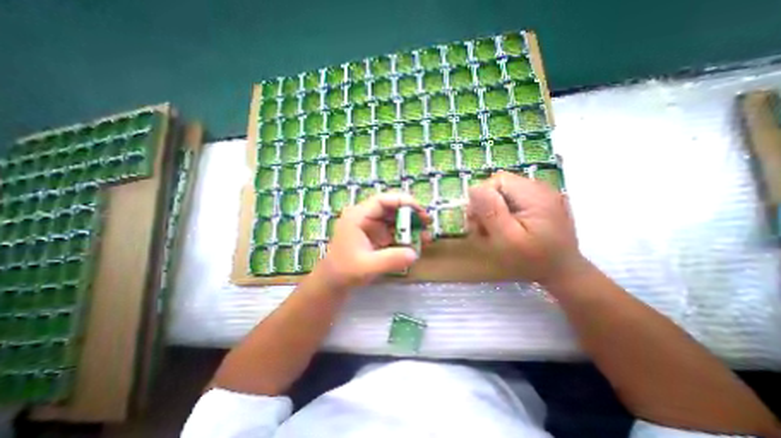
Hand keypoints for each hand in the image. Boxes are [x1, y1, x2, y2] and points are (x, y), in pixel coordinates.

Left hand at [314, 191, 429, 290]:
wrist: (334, 281)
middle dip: (410, 213)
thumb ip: (390, 260)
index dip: (403, 201)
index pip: (382, 200)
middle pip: (391, 207)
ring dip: (410, 225)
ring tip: (426, 235)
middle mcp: (365, 217)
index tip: (420, 211)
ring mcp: (371, 226)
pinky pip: (394, 230)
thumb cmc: (345, 271)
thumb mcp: (367, 266)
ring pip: (394, 219)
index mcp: (358, 216)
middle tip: (427, 222)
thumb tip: (414, 254)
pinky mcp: (376, 235)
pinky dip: (406, 235)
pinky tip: (417, 242)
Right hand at [463, 171, 584, 286]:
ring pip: (502, 193)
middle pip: (499, 186)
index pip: (498, 180)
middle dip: (484, 205)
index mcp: (536, 195)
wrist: (562, 273)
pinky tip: (502, 228)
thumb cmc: (534, 261)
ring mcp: (539, 195)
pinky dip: (500, 213)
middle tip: (481, 228)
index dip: (482, 197)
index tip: (476, 220)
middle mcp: (540, 189)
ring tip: (491, 230)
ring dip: (490, 210)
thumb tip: (474, 189)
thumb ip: (491, 212)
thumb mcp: (509, 240)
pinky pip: (509, 200)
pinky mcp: (537, 203)